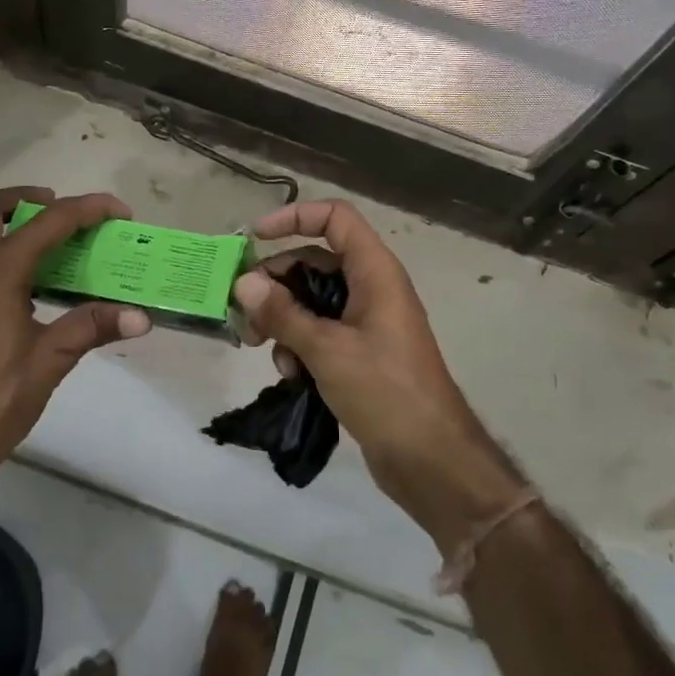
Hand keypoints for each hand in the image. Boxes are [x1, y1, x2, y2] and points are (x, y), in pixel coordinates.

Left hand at [0, 187, 149, 482]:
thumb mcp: (48, 364)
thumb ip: (91, 328)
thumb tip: (141, 316)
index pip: (47, 224)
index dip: (87, 210)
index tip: (119, 211)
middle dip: (26, 199)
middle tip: (62, 213)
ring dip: (5, 224)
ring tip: (46, 246)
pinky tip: (20, 288)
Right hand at [232, 200, 522, 545]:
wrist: (431, 458)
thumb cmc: (385, 391)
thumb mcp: (327, 349)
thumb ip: (283, 313)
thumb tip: (243, 282)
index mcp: (374, 272)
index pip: (335, 218)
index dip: (295, 217)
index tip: (255, 237)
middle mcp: (371, 288)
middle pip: (314, 262)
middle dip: (276, 283)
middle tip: (245, 313)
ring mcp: (366, 322)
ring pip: (312, 300)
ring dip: (283, 319)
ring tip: (262, 348)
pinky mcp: (359, 353)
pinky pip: (319, 332)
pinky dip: (299, 344)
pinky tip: (290, 374)